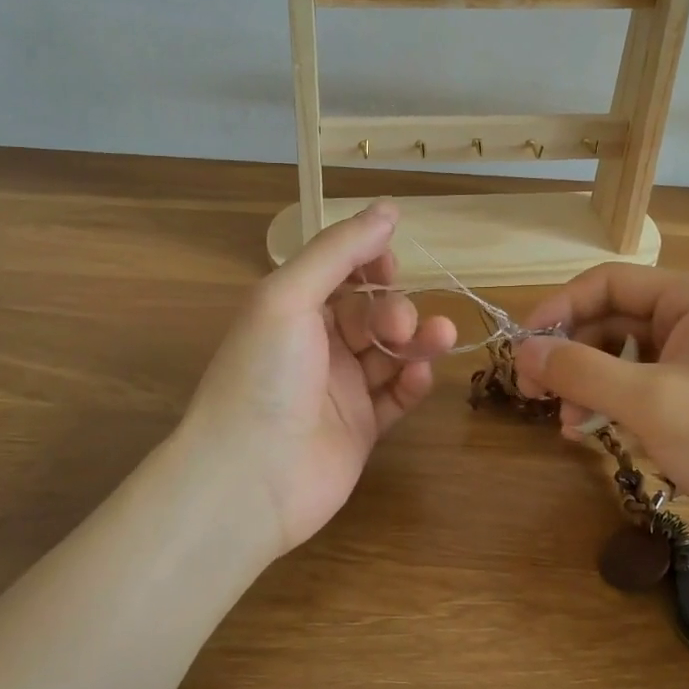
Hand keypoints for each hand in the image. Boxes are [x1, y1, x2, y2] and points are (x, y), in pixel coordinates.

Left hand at [181, 203, 456, 552]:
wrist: (249, 479)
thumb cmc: (264, 375)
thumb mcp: (290, 296)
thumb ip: (339, 251)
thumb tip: (389, 208)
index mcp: (292, 310)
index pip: (341, 274)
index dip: (370, 265)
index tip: (390, 267)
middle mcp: (315, 346)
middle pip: (371, 313)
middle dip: (394, 310)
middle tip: (398, 326)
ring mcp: (339, 390)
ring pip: (390, 354)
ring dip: (417, 341)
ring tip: (439, 338)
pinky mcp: (360, 429)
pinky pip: (395, 398)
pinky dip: (412, 383)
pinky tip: (420, 377)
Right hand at [516, 265, 688, 560]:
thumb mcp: (652, 403)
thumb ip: (581, 371)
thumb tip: (523, 351)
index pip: (610, 283)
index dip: (559, 308)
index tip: (520, 346)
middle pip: (611, 320)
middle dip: (570, 354)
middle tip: (533, 392)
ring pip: (620, 356)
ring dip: (587, 384)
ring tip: (567, 423)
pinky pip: (638, 385)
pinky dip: (610, 404)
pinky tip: (590, 432)